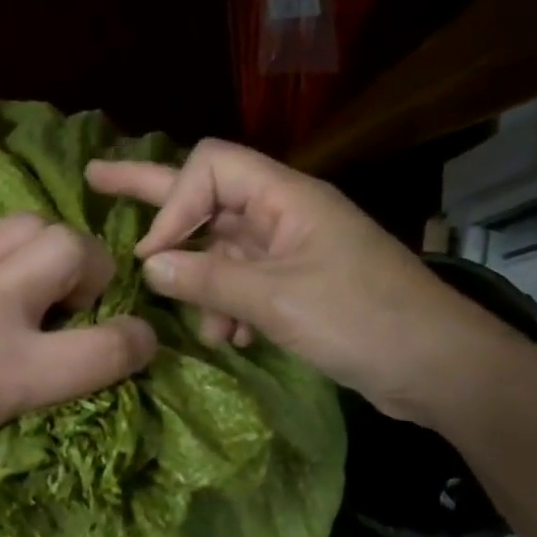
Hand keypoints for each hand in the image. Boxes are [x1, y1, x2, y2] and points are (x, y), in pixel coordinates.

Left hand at [0, 213, 157, 502]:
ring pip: (32, 223)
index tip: (133, 345)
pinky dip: (3, 249)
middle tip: (70, 303)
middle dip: (94, 272)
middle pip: (76, 249)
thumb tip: (58, 359)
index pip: (109, 346)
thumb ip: (29, 392)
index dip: (139, 344)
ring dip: (49, 250)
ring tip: (30, 282)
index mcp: (7, 372)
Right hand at [87, 139, 518, 422]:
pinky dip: (230, 307)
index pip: (209, 169)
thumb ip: (209, 280)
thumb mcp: (277, 300)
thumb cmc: (362, 321)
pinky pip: (244, 282)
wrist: (440, 368)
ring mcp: (291, 249)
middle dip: (153, 196)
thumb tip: (150, 265)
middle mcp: (284, 213)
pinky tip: (232, 338)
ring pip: (222, 250)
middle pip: (207, 193)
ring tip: (205, 327)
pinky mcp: (298, 284)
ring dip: (204, 285)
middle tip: (96, 177)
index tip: (153, 256)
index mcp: (286, 197)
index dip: (173, 204)